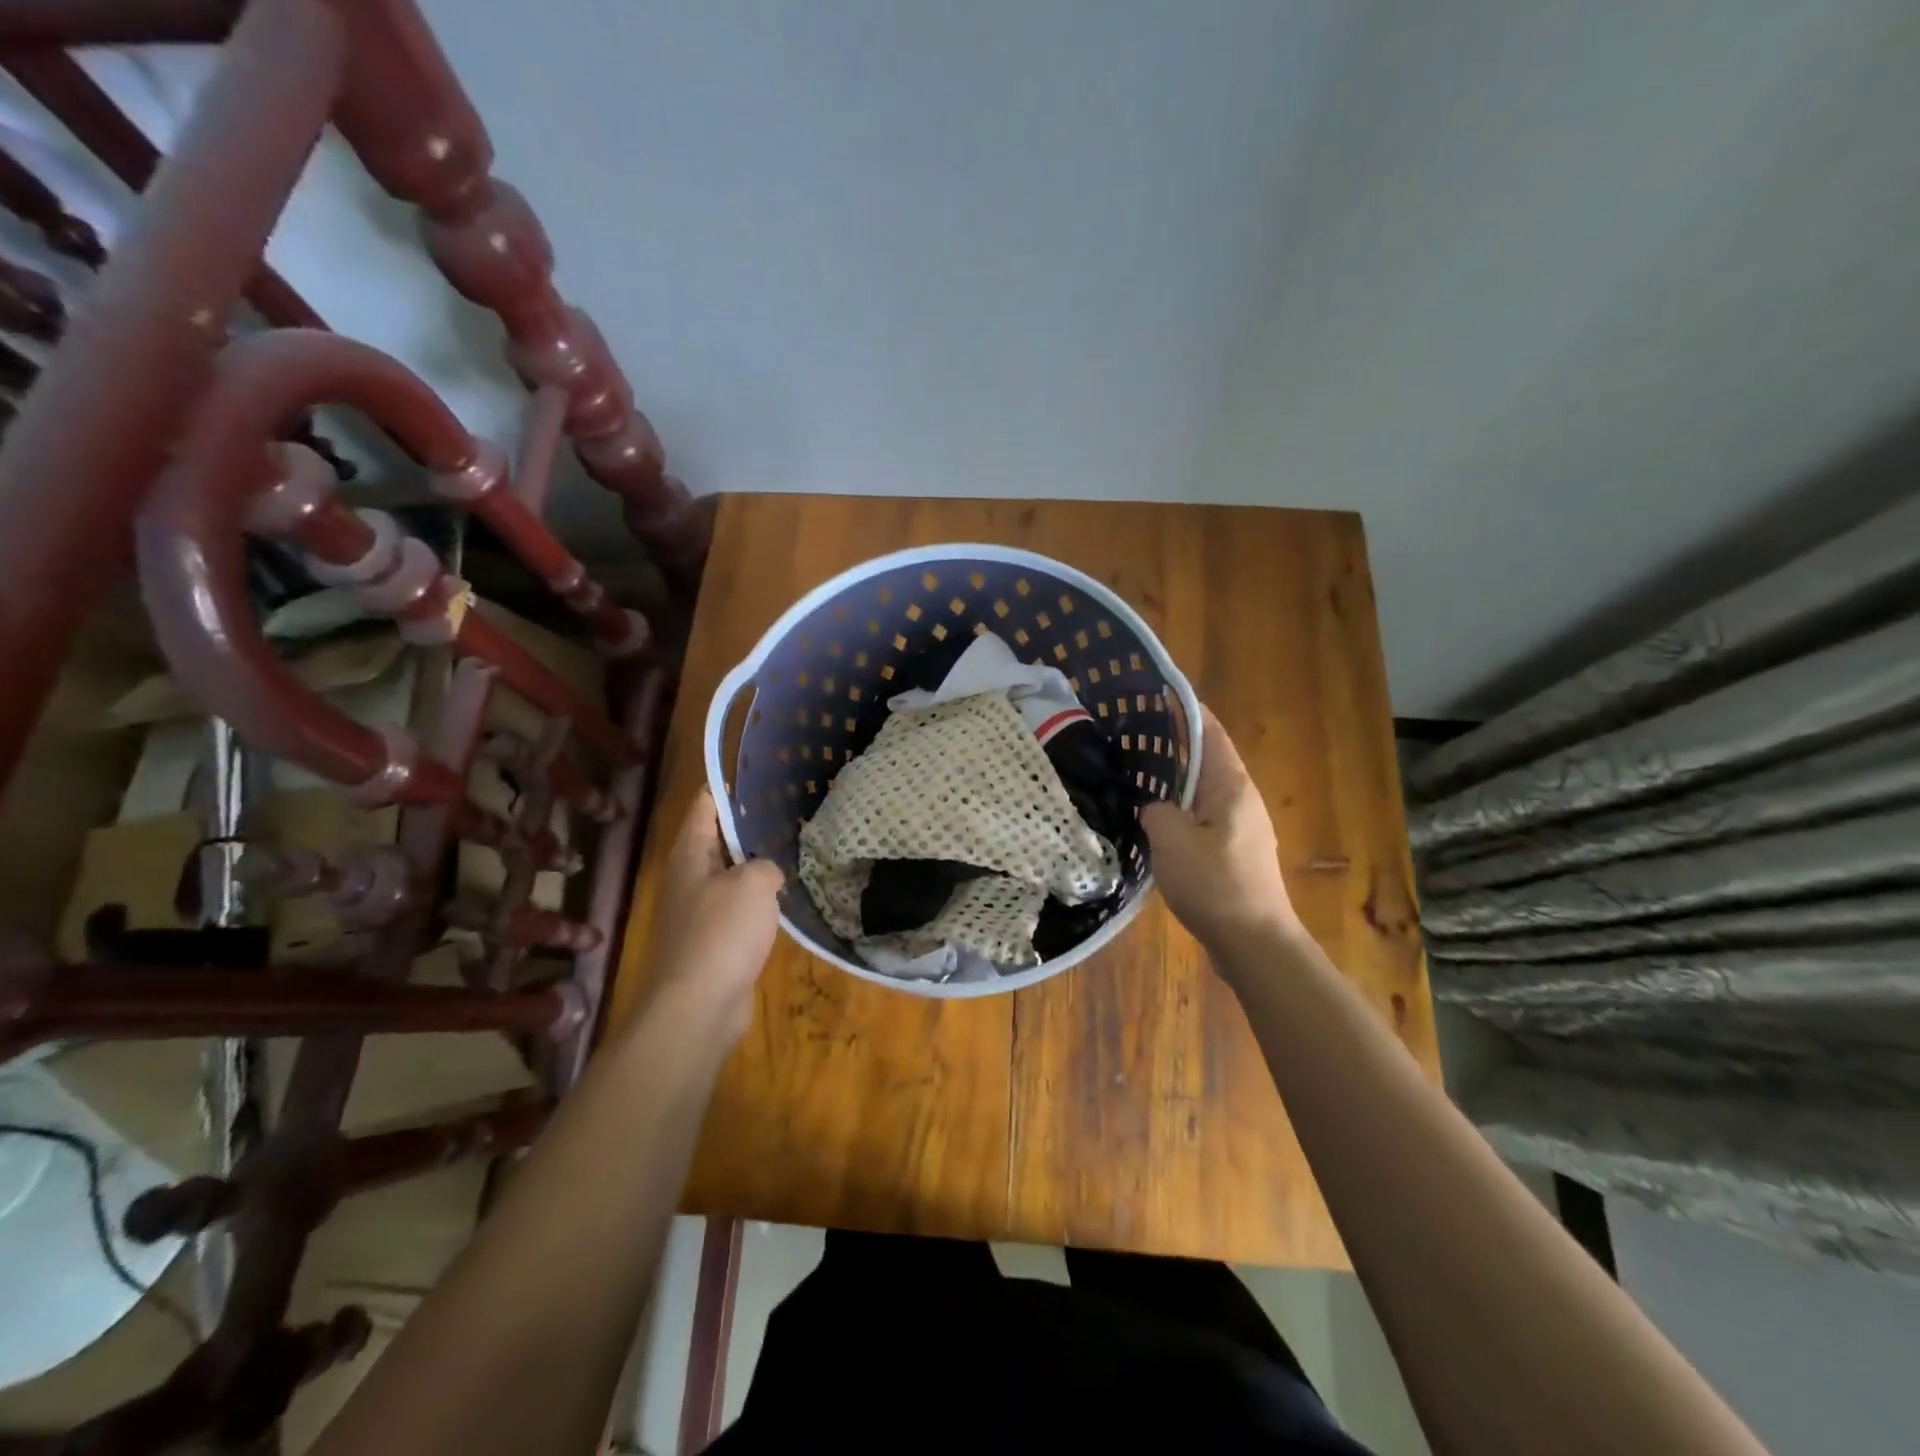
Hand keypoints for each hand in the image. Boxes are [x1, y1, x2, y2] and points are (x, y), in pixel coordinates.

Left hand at [643, 788, 784, 1039]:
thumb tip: (768, 875)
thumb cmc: (720, 933)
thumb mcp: (753, 884)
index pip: (704, 807)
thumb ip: (765, 866)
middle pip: (717, 842)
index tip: (753, 773)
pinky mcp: (713, 944)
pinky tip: (785, 901)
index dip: (725, 789)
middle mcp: (688, 880)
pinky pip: (739, 912)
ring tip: (792, 851)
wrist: (697, 1007)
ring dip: (756, 868)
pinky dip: (759, 904)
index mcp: (689, 856)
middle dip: (747, 828)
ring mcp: (698, 914)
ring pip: (731, 878)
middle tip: (787, 811)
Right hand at [1141, 706, 1299, 960]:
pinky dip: (1176, 812)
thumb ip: (1155, 810)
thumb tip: (1152, 807)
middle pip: (1204, 760)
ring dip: (1171, 783)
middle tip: (1127, 738)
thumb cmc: (1215, 884)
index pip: (1209, 732)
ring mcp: (1240, 828)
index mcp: (1231, 786)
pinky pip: (1200, 819)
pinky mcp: (1233, 853)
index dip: (1184, 710)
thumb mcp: (1171, 840)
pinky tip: (1150, 822)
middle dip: (1170, 746)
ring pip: (1200, 793)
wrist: (1254, 944)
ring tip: (1131, 775)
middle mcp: (1240, 799)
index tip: (1152, 696)